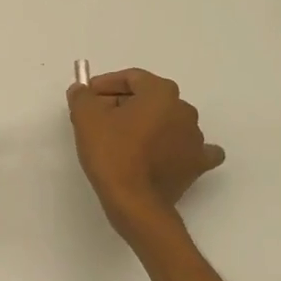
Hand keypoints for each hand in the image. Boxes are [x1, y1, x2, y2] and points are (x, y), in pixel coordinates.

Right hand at [67, 68, 224, 239]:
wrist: (135, 202)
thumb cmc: (112, 153)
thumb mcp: (86, 118)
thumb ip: (82, 96)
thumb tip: (83, 91)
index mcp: (161, 93)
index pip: (131, 78)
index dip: (106, 84)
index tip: (88, 97)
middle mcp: (184, 110)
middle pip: (150, 98)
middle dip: (124, 104)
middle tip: (99, 118)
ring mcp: (196, 138)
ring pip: (169, 121)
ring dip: (148, 125)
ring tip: (122, 140)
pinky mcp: (198, 164)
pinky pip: (192, 149)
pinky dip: (179, 148)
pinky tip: (168, 154)